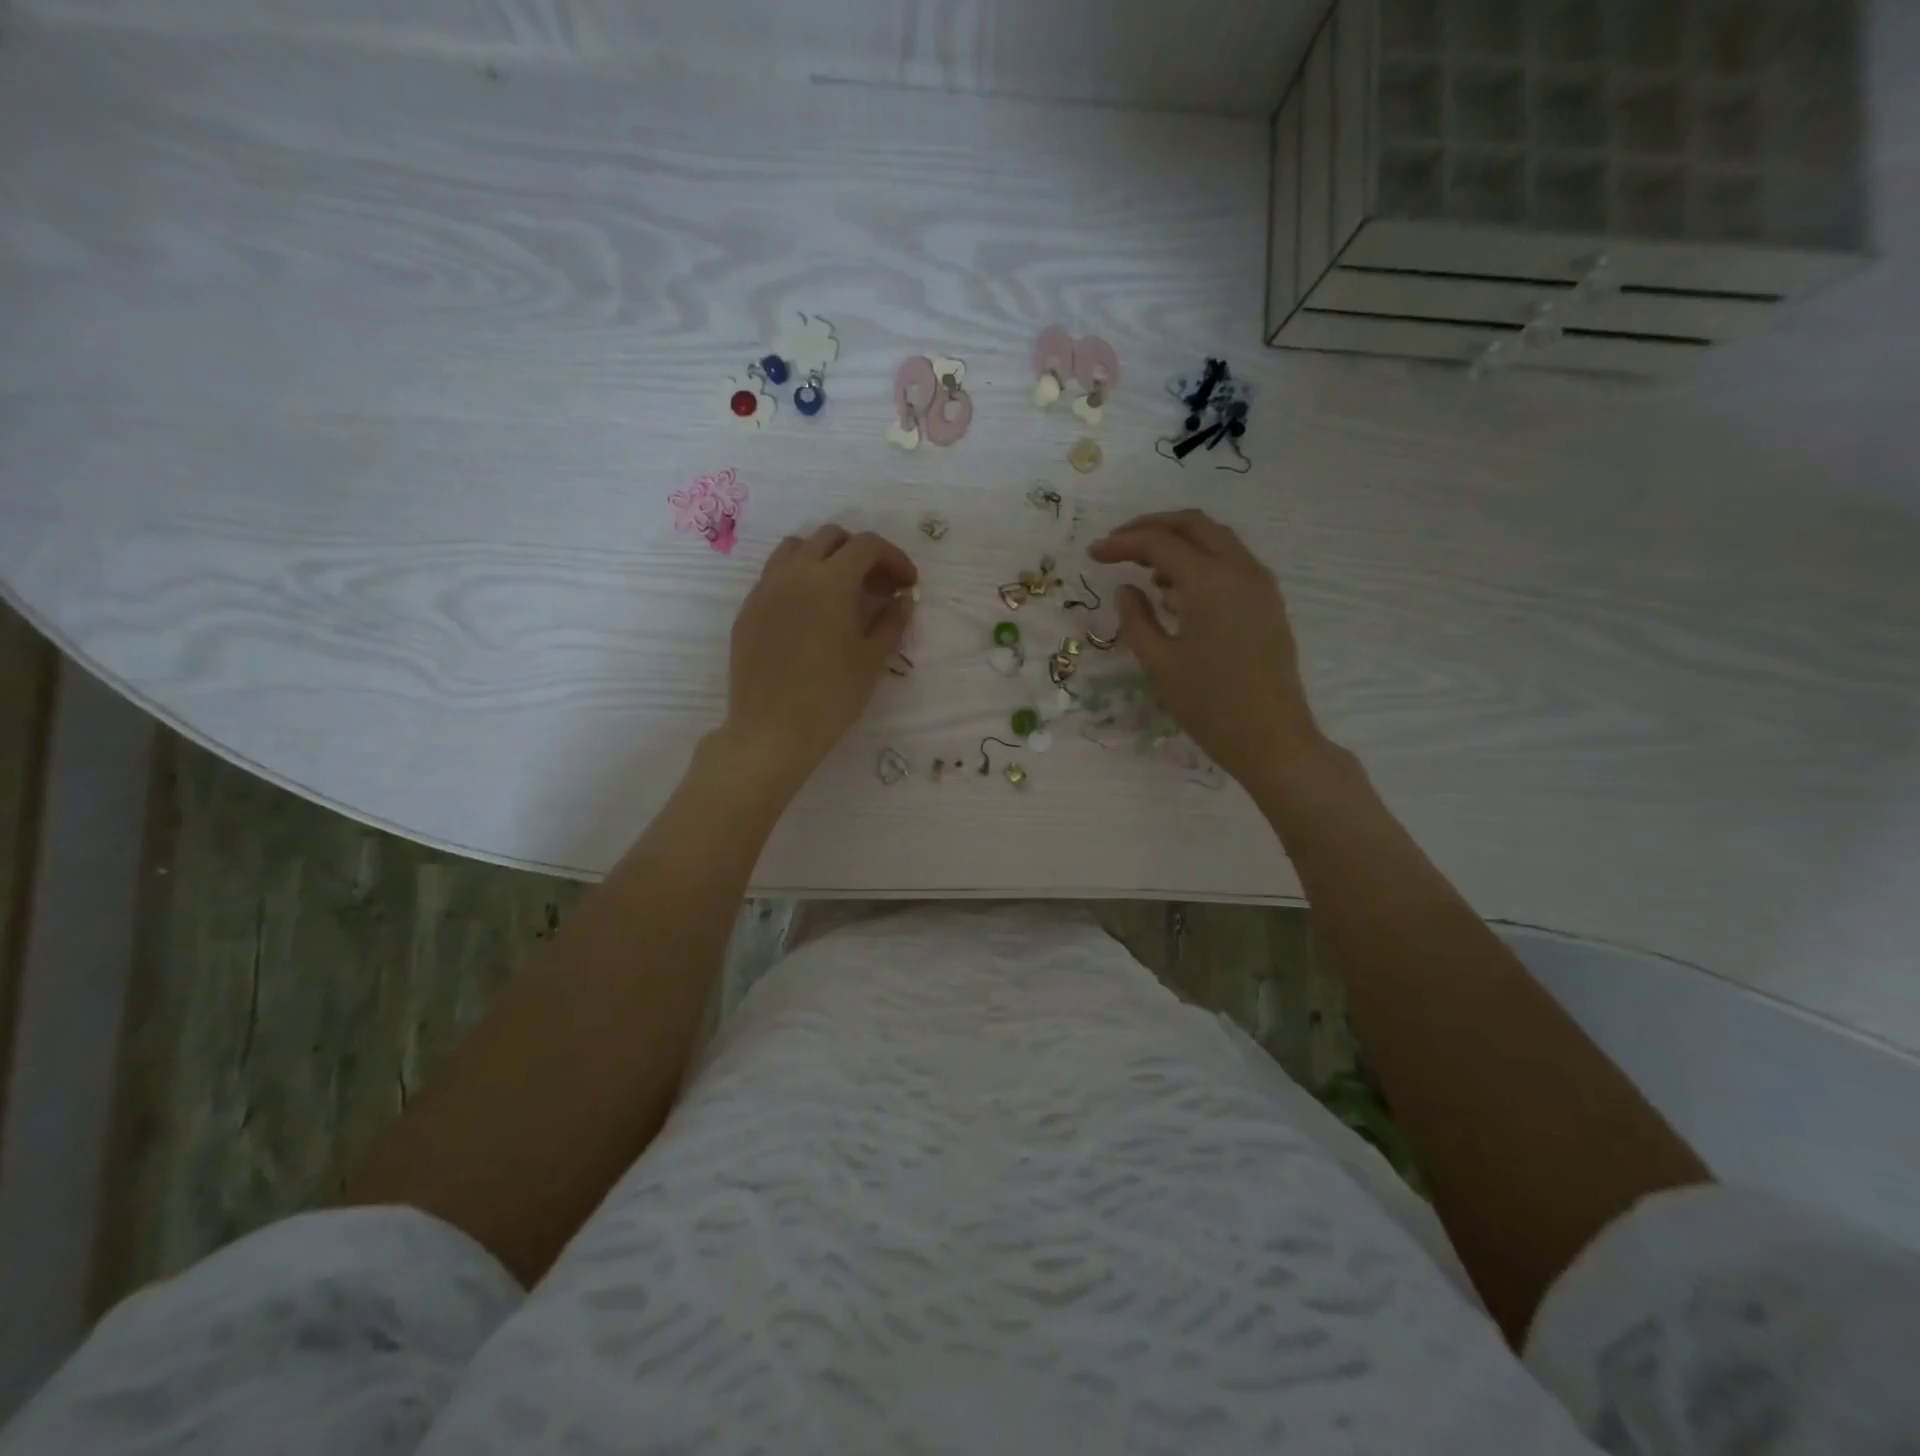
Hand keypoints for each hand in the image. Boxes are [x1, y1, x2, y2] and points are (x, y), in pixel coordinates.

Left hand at [719, 525, 917, 787]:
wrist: (771, 732)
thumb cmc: (830, 697)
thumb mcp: (872, 660)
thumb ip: (892, 621)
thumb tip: (904, 599)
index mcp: (830, 581)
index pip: (867, 546)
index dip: (894, 558)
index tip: (908, 584)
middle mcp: (793, 573)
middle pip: (831, 538)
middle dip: (861, 554)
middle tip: (879, 586)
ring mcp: (764, 589)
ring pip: (796, 549)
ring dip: (825, 558)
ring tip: (842, 591)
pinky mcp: (748, 610)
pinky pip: (775, 576)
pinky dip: (799, 579)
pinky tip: (811, 613)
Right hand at [1089, 510, 1328, 788]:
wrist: (1271, 737)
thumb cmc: (1209, 705)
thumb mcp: (1159, 664)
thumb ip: (1137, 619)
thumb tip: (1127, 589)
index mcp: (1209, 583)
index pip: (1159, 543)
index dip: (1122, 543)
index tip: (1093, 554)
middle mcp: (1239, 570)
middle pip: (1193, 524)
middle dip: (1152, 527)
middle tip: (1118, 544)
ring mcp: (1259, 583)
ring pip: (1216, 539)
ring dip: (1178, 541)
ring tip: (1144, 568)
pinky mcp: (1267, 601)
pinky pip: (1231, 561)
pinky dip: (1200, 560)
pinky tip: (1178, 591)